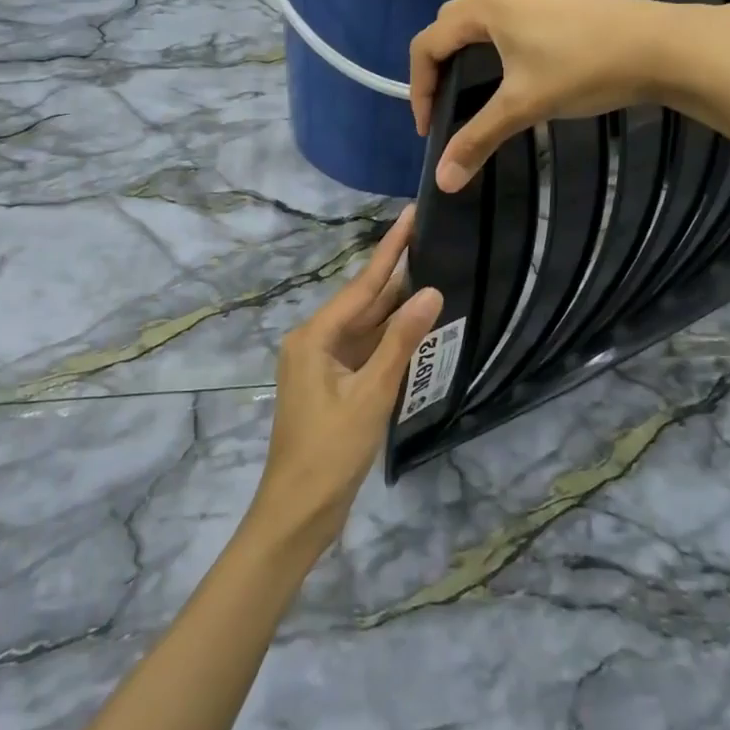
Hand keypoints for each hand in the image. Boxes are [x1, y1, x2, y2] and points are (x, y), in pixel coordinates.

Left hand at [246, 207, 443, 556]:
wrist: (298, 514)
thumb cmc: (330, 453)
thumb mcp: (370, 395)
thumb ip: (401, 342)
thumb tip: (431, 293)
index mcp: (314, 337)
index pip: (362, 285)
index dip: (390, 250)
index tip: (410, 216)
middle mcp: (315, 342)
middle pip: (363, 301)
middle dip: (396, 272)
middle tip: (430, 238)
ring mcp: (323, 364)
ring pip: (366, 326)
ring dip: (396, 305)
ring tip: (431, 270)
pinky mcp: (334, 385)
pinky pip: (366, 350)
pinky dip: (390, 337)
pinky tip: (415, 323)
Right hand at [408, 0, 678, 191]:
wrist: (661, 46)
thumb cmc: (584, 70)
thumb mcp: (524, 106)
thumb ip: (478, 139)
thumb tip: (442, 181)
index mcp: (486, 8)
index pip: (428, 43)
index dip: (419, 87)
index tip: (429, 127)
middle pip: (452, 24)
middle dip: (440, 66)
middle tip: (447, 106)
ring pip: (485, 15)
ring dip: (470, 50)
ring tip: (478, 87)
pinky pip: (515, 12)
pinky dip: (501, 39)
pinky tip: (524, 64)